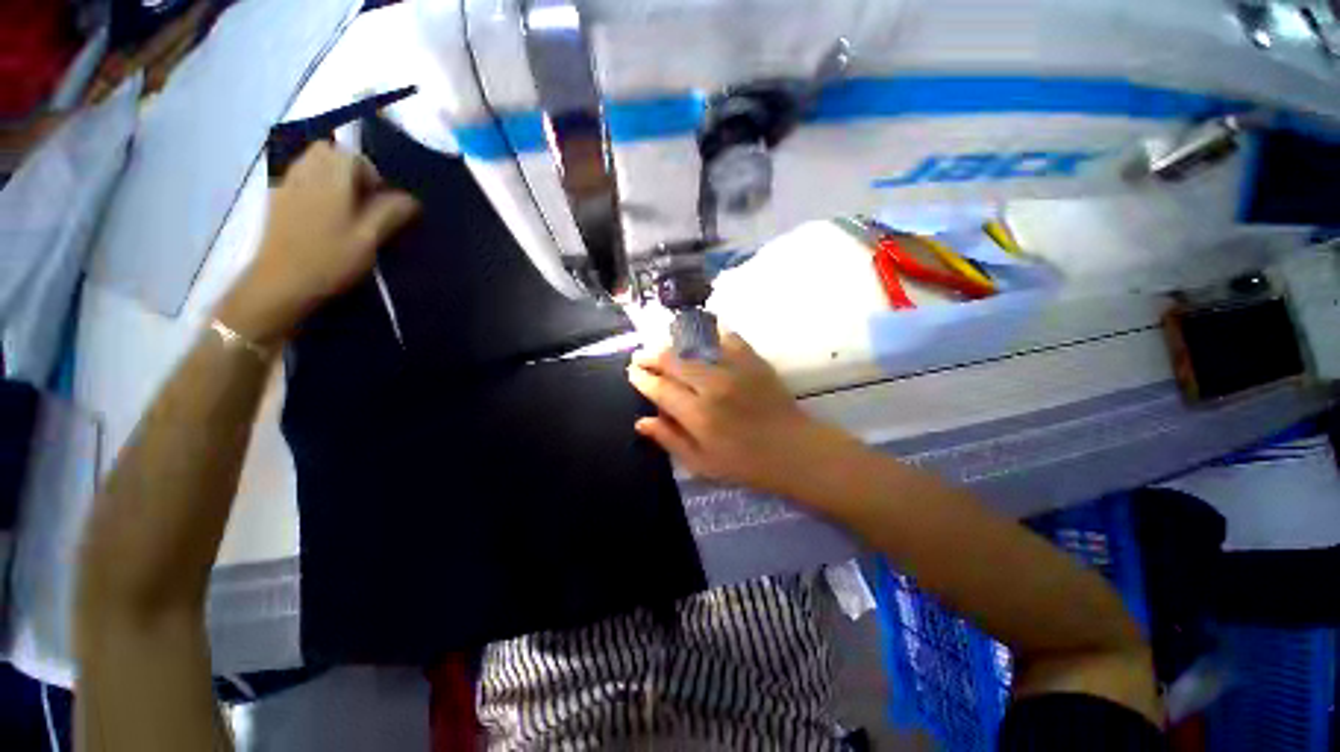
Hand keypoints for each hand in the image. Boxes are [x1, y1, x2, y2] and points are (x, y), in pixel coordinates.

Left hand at [217, 142, 419, 344]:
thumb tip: (410, 199)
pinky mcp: (277, 200)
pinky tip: (323, 214)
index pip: (354, 156)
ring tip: (345, 207)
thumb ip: (390, 214)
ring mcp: (287, 185)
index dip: (372, 175)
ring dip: (331, 175)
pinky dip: (315, 185)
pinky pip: (299, 177)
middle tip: (363, 200)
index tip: (380, 203)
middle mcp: (306, 174)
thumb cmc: (330, 260)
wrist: (281, 283)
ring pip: (312, 162)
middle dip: (350, 169)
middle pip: (329, 152)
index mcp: (331, 180)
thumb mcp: (370, 240)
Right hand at [628, 329, 851, 495]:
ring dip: (672, 343)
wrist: (793, 450)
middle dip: (651, 356)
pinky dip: (709, 331)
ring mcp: (734, 368)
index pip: (659, 387)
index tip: (632, 372)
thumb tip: (641, 421)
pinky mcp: (752, 359)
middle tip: (640, 356)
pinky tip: (699, 332)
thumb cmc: (746, 463)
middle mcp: (712, 385)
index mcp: (698, 414)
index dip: (642, 378)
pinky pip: (725, 336)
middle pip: (672, 360)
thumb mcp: (702, 463)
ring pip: (693, 345)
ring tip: (663, 346)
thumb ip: (670, 440)